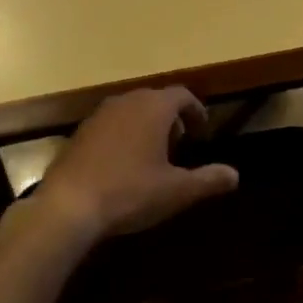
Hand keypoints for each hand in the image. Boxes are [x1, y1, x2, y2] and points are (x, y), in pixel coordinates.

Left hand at [30, 88, 238, 240]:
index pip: (181, 95)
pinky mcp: (79, 133)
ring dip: (146, 125)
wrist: (68, 206)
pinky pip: (110, 124)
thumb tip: (235, 175)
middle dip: (171, 117)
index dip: (195, 110)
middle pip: (155, 99)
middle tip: (180, 142)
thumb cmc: (130, 192)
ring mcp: (99, 115)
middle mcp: (126, 102)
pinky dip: (123, 134)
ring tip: (153, 154)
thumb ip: (208, 180)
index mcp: (153, 108)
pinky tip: (122, 164)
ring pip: (131, 110)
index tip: (202, 129)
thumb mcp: (176, 191)